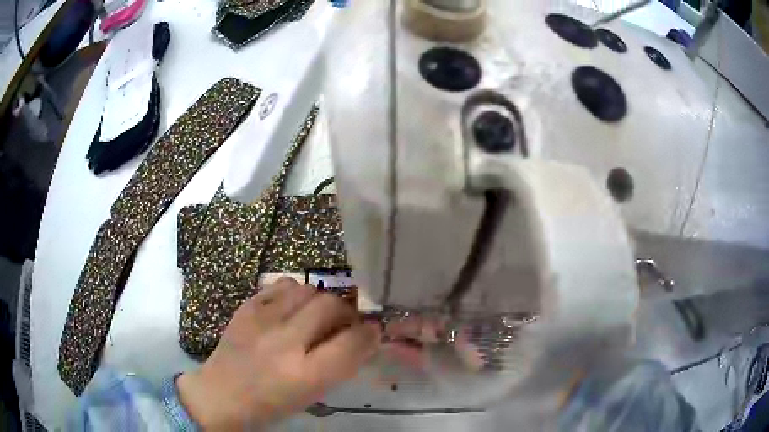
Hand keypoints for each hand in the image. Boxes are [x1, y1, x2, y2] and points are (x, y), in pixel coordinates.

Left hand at [177, 278, 379, 428]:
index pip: (353, 341)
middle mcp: (284, 342)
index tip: (373, 332)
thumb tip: (365, 337)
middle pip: (332, 305)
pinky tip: (291, 308)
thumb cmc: (271, 404)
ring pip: (309, 289)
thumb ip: (340, 364)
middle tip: (344, 324)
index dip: (370, 333)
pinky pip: (282, 284)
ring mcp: (261, 320)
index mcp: (304, 374)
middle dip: (347, 312)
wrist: (221, 394)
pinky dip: (295, 293)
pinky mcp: (246, 307)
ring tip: (315, 316)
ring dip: (321, 301)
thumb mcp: (312, 394)